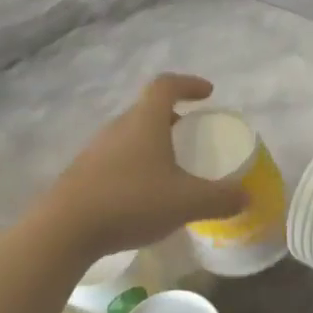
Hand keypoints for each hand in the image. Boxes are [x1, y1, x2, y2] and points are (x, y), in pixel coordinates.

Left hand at [38, 75, 248, 259]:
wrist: (66, 228)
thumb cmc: (131, 202)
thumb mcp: (186, 202)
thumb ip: (220, 198)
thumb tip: (247, 196)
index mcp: (144, 121)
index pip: (166, 85)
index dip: (189, 84)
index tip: (207, 93)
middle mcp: (118, 127)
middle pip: (147, 110)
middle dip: (173, 118)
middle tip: (192, 134)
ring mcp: (96, 149)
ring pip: (130, 135)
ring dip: (153, 142)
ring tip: (171, 167)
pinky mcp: (83, 172)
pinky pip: (116, 157)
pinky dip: (136, 164)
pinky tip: (144, 194)